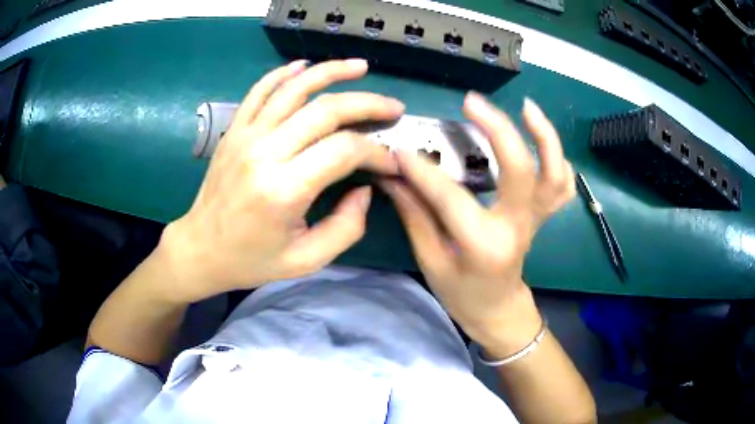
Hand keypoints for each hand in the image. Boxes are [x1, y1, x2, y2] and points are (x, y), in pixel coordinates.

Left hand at [159, 59, 404, 302]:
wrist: (200, 250)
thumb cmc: (251, 260)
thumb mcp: (306, 260)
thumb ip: (347, 227)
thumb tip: (365, 187)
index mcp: (284, 190)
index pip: (345, 151)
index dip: (376, 151)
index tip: (391, 160)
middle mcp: (265, 153)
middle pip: (325, 111)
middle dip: (367, 104)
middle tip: (393, 107)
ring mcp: (245, 136)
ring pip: (294, 89)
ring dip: (331, 72)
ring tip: (360, 67)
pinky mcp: (234, 131)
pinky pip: (259, 91)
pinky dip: (283, 73)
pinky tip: (305, 66)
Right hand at [380, 94, 574, 356]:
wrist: (498, 310)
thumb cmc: (462, 294)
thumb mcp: (431, 261)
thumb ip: (415, 215)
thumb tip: (393, 175)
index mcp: (485, 245)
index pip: (452, 197)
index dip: (423, 171)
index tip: (400, 150)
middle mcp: (517, 227)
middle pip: (521, 169)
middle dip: (498, 129)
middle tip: (472, 103)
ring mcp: (536, 219)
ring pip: (554, 173)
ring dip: (545, 136)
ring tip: (525, 107)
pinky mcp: (543, 216)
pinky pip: (562, 185)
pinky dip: (558, 159)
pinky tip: (541, 140)